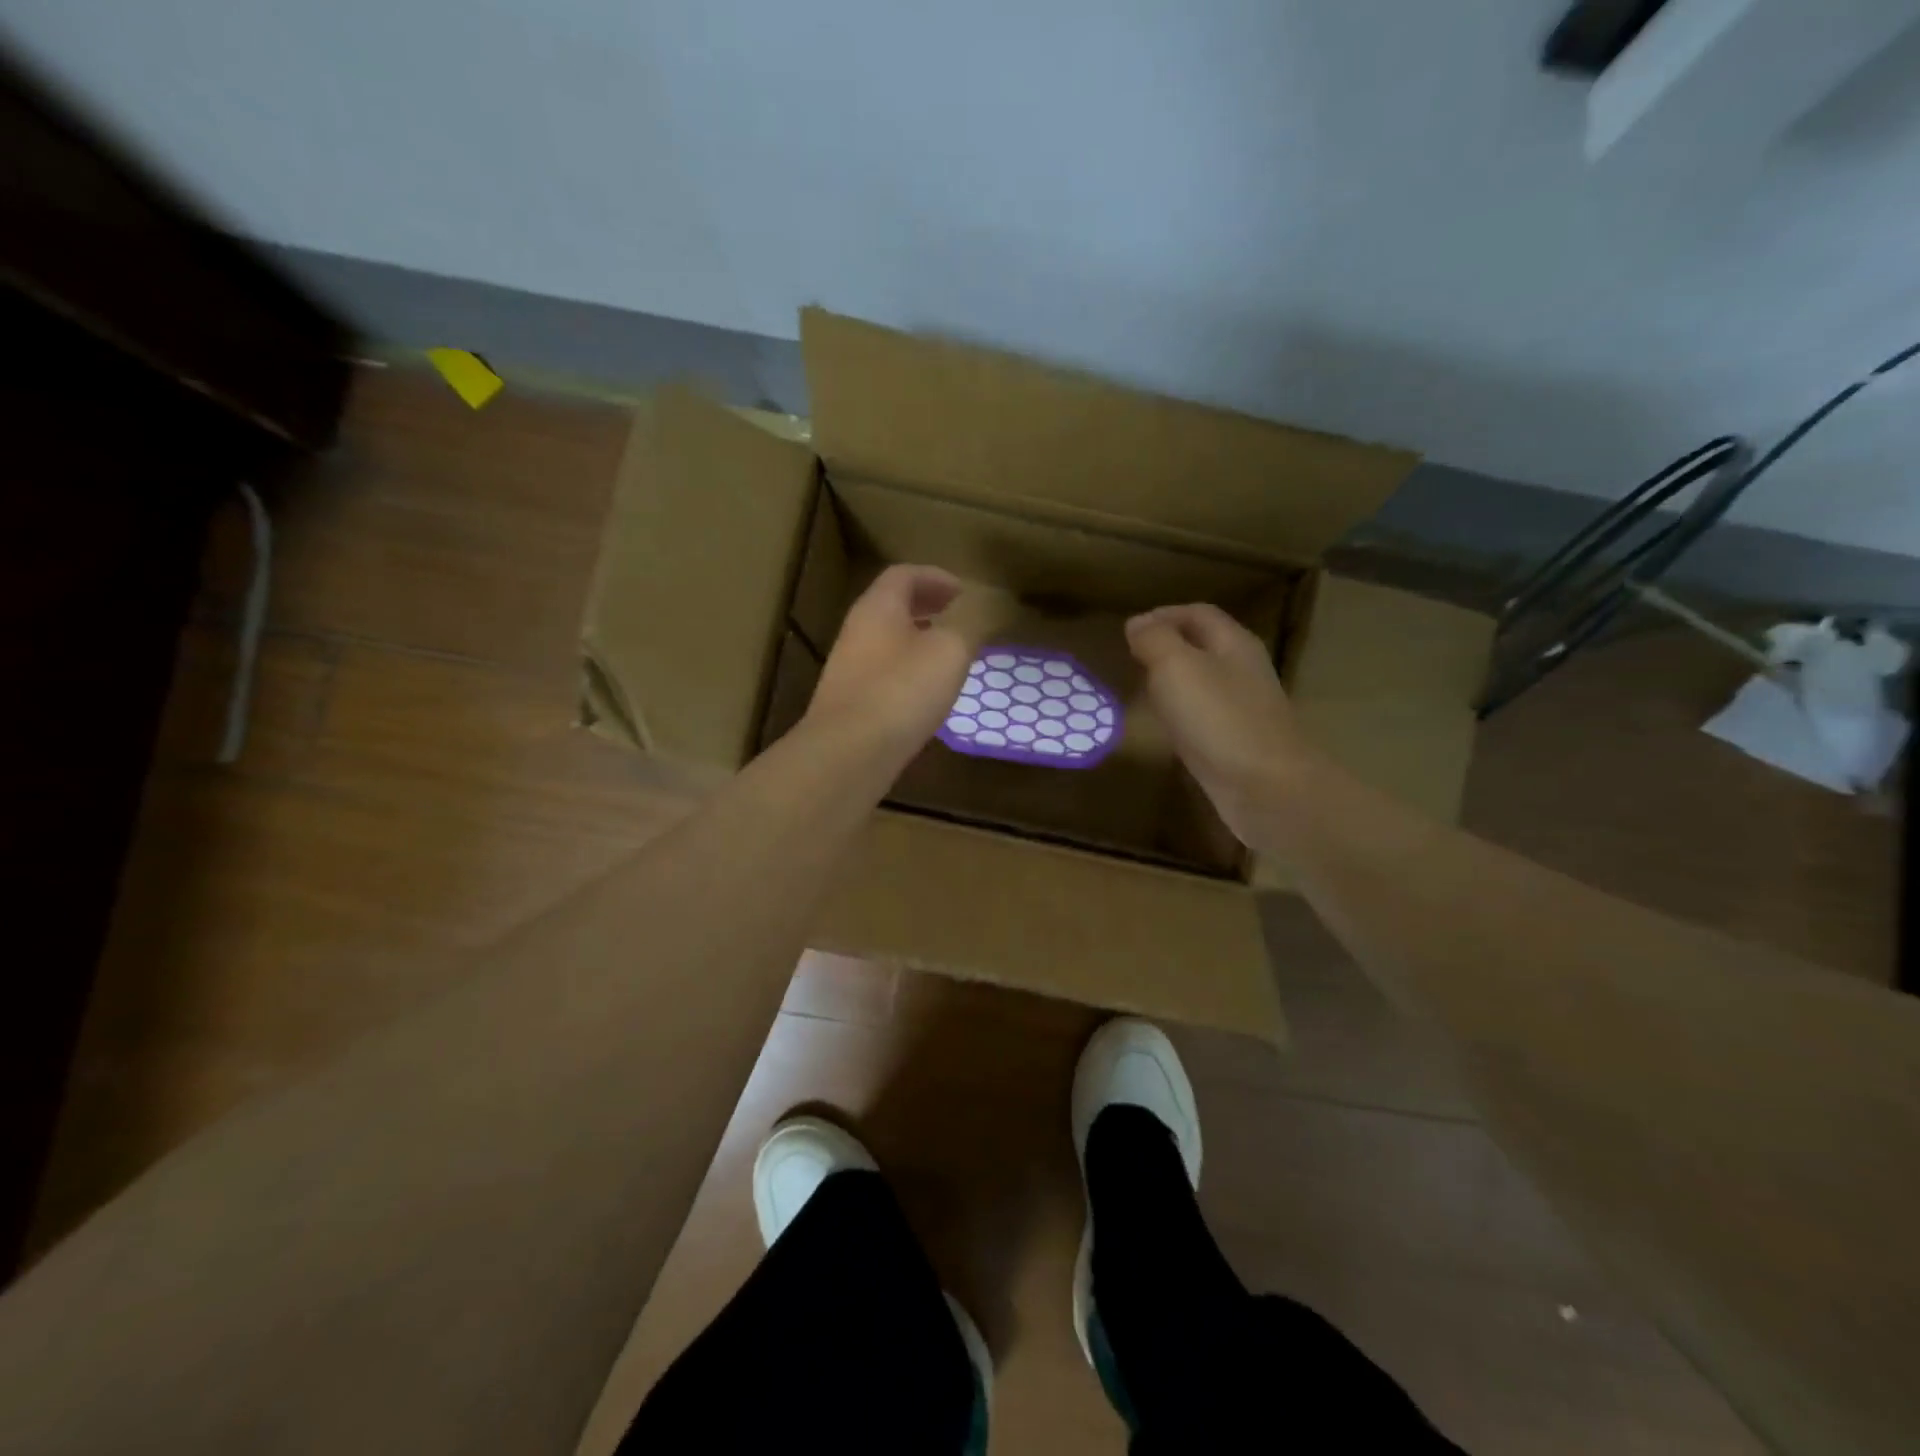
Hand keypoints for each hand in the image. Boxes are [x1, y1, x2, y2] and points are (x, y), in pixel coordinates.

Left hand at [805, 565, 978, 763]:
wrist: (849, 752)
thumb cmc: (902, 691)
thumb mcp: (950, 651)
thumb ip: (967, 626)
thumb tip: (979, 612)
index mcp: (878, 608)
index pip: (903, 575)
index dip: (935, 577)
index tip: (963, 592)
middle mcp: (856, 631)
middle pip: (891, 606)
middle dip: (925, 606)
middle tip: (955, 615)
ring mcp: (848, 668)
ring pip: (886, 640)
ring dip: (917, 639)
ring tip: (947, 654)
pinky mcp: (849, 702)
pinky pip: (882, 672)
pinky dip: (907, 670)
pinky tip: (925, 693)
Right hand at [1126, 603, 1318, 844]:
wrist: (1265, 788)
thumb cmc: (1219, 719)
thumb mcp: (1177, 667)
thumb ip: (1155, 639)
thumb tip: (1138, 623)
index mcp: (1233, 643)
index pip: (1198, 613)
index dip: (1164, 614)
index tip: (1130, 630)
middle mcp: (1242, 671)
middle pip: (1203, 646)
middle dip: (1167, 646)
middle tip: (1131, 658)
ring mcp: (1242, 709)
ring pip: (1202, 682)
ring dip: (1172, 680)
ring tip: (1140, 687)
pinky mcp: (1236, 743)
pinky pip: (1203, 716)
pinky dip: (1179, 713)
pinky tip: (1163, 726)